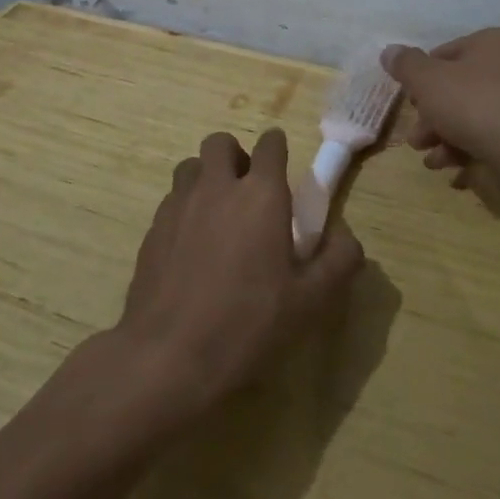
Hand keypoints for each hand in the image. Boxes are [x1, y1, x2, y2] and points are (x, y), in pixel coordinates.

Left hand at [117, 129, 364, 419]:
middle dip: (235, 155)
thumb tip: (347, 237)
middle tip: (247, 191)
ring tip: (217, 215)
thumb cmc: (248, 323)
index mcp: (261, 195)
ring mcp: (179, 205)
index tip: (282, 168)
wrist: (169, 356)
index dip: (277, 149)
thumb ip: (339, 260)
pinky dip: (185, 209)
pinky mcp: (152, 229)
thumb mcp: (311, 300)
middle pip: (221, 142)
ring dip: (206, 178)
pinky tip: (191, 247)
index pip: (270, 144)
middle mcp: (217, 187)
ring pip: (190, 166)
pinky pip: (171, 200)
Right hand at [381, 28, 499, 174]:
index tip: (411, 101)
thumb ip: (406, 65)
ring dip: (444, 137)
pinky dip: (468, 152)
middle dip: (431, 115)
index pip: (447, 53)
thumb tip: (390, 51)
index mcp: (494, 43)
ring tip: (430, 158)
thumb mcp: (427, 79)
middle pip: (458, 89)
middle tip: (417, 136)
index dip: (422, 77)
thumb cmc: (473, 104)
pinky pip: (490, 139)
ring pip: (472, 117)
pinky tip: (452, 169)